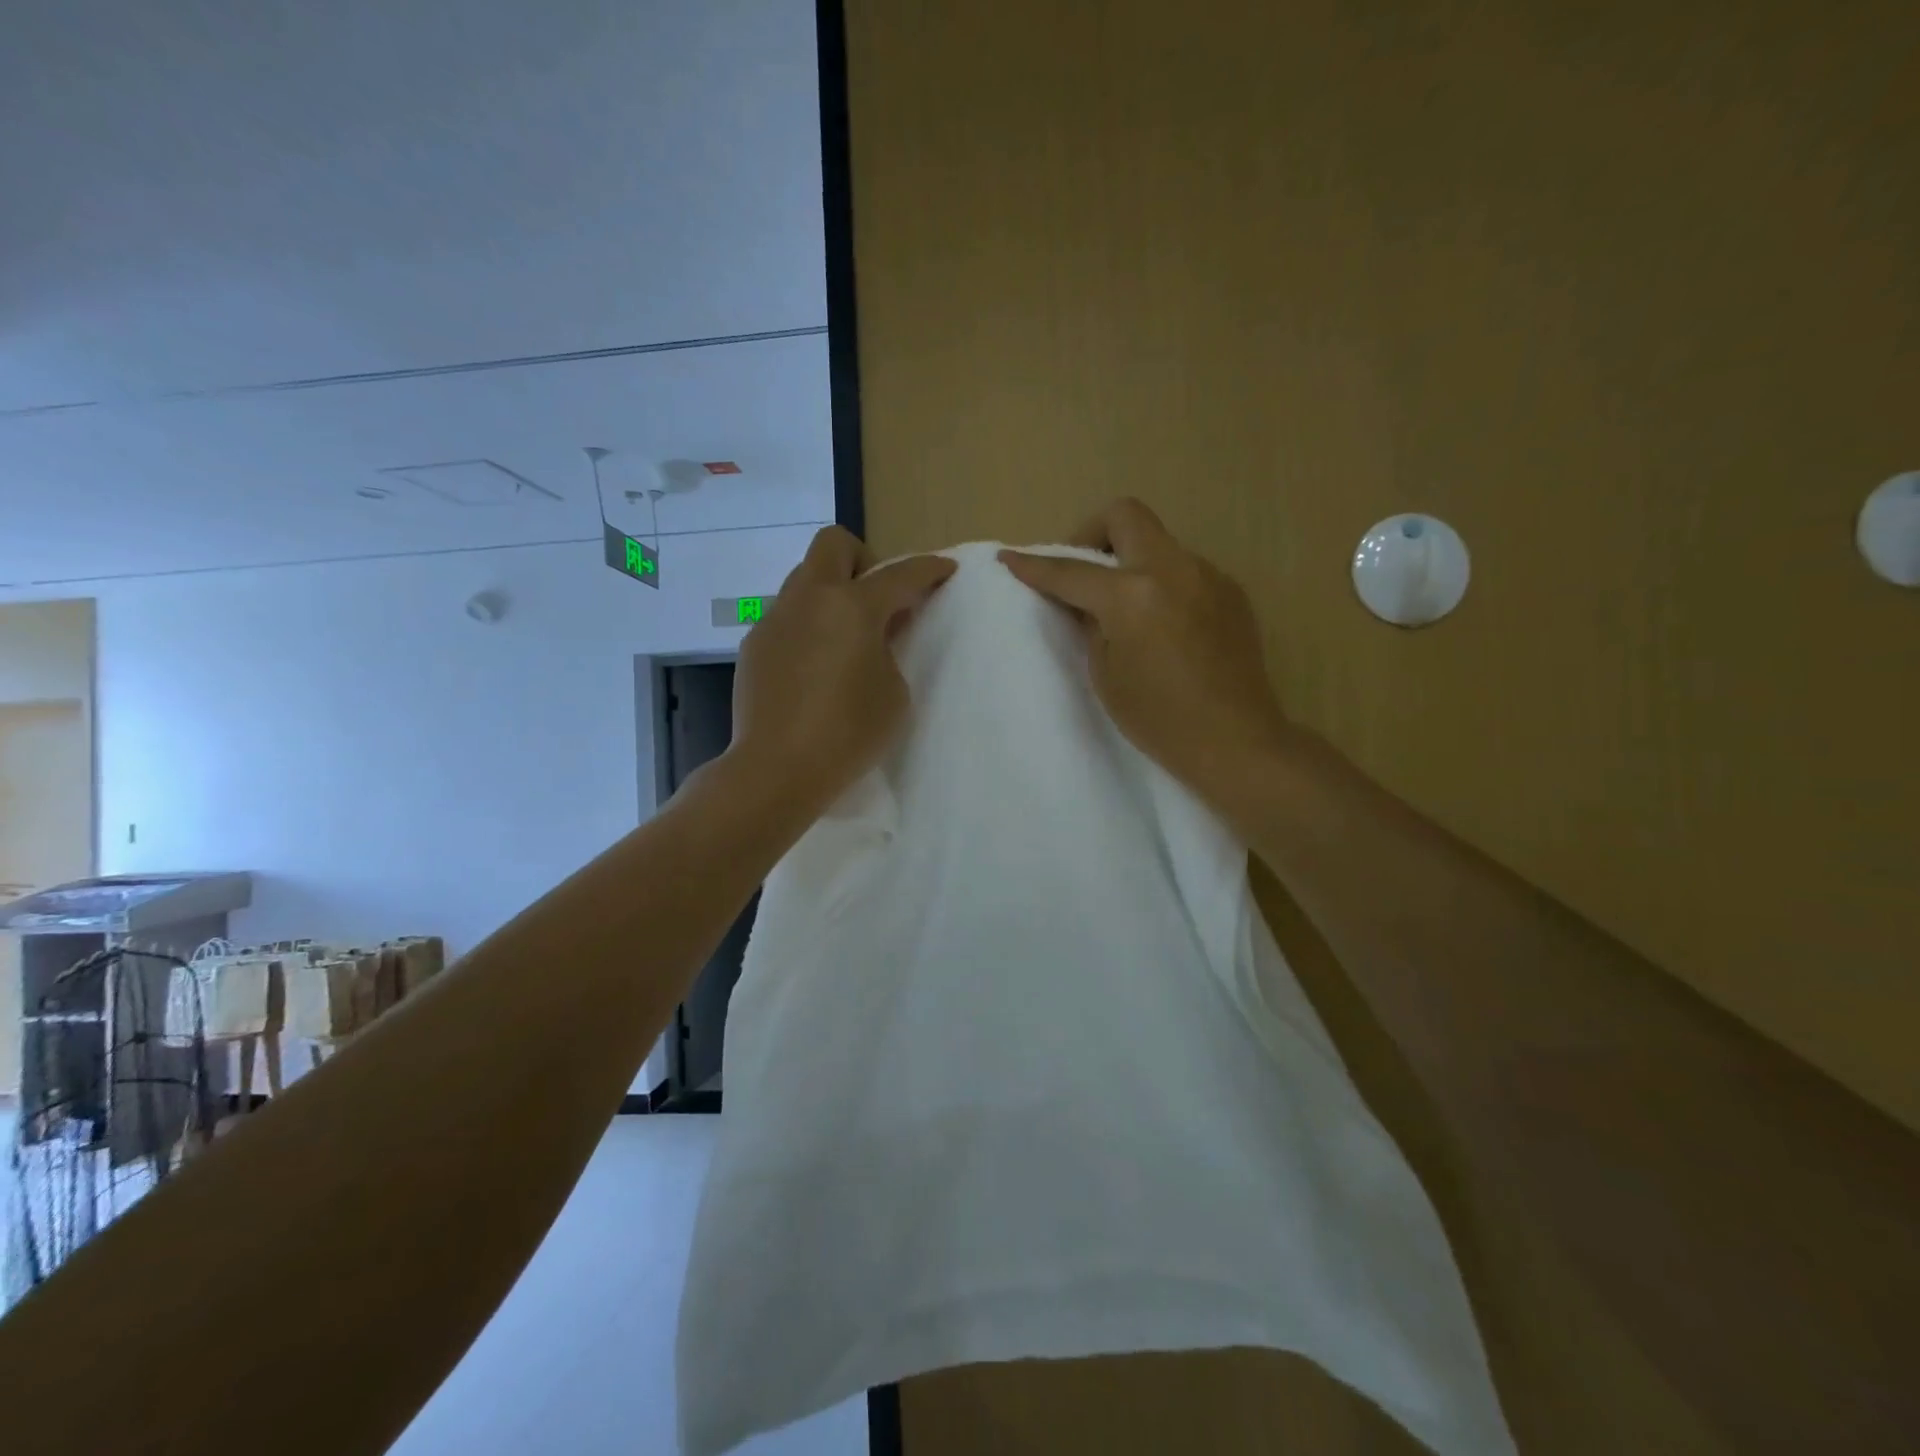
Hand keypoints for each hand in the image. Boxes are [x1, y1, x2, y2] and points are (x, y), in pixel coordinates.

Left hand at [729, 525, 954, 815]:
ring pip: (805, 578)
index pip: (900, 574)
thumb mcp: (893, 692)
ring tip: (845, 637)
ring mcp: (776, 619)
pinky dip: (808, 624)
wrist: (777, 768)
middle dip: (864, 559)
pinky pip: (787, 615)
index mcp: (852, 606)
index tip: (945, 570)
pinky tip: (814, 665)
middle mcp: (809, 599)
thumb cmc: (848, 733)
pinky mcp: (755, 644)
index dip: (928, 569)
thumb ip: (890, 649)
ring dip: (831, 592)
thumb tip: (875, 634)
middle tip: (878, 600)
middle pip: (834, 544)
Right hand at [1000, 499, 1290, 808]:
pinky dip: (1162, 582)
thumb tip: (1087, 603)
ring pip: (1159, 542)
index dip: (1035, 566)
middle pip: (1126, 515)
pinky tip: (1163, 624)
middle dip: (1092, 533)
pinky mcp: (1231, 592)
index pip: (1072, 571)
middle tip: (1082, 571)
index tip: (1010, 558)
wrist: (1235, 741)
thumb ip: (1090, 625)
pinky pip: (1185, 569)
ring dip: (1131, 560)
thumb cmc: (1159, 719)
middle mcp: (1173, 570)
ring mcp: (1208, 576)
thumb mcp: (1106, 674)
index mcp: (1132, 596)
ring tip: (1125, 607)